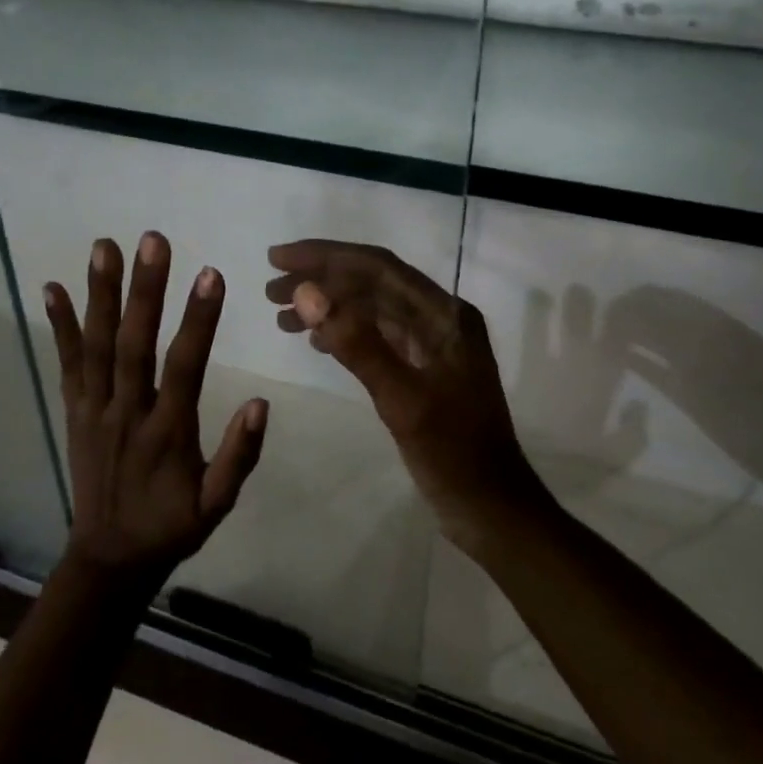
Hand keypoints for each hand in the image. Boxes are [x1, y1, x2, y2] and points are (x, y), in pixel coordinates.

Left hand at [45, 233, 267, 581]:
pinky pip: (67, 365)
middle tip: (153, 240)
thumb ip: (239, 455)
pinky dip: (60, 326)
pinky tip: (52, 289)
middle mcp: (126, 413)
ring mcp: (94, 411)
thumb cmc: (172, 525)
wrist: (109, 559)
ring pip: (96, 346)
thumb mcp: (217, 504)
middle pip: (133, 345)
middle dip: (144, 290)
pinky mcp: (74, 412)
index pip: (184, 368)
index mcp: (166, 434)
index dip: (198, 321)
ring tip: (104, 246)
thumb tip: (260, 402)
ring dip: (100, 294)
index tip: (211, 274)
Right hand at [265, 240, 549, 553]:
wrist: (492, 506)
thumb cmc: (452, 453)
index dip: (325, 257)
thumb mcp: (401, 399)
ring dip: (330, 307)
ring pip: (373, 310)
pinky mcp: (425, 369)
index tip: (277, 258)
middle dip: (321, 280)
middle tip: (270, 290)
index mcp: (445, 315)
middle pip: (373, 284)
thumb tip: (307, 292)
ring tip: (281, 316)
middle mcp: (441, 319)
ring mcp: (434, 344)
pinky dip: (346, 333)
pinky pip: (379, 336)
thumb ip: (356, 343)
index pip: (378, 267)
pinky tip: (316, 341)